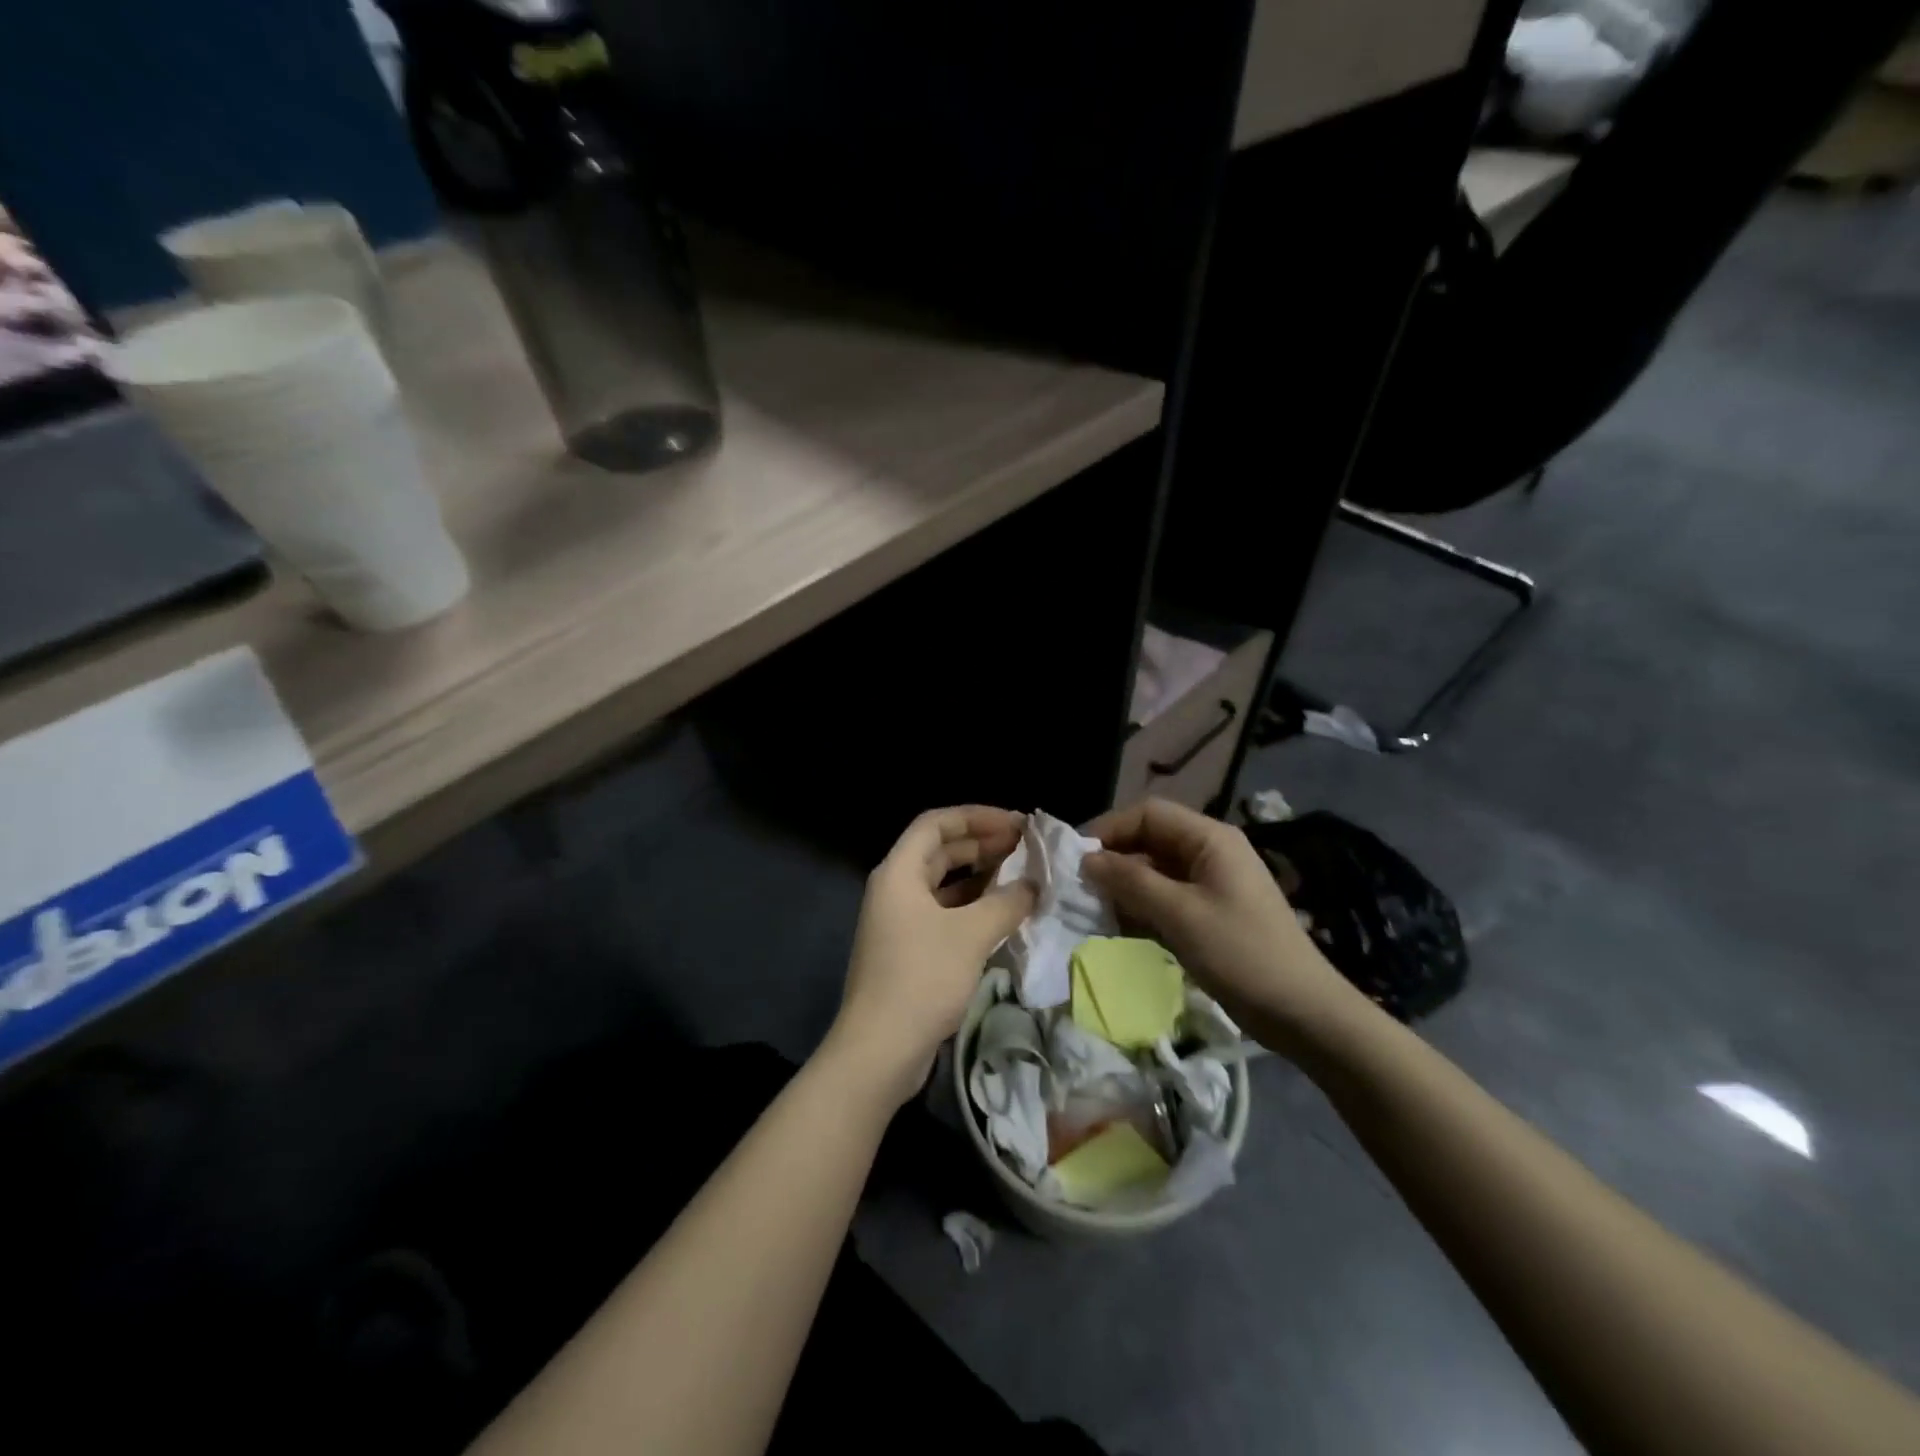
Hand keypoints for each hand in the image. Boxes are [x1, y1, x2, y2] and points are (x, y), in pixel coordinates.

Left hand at [825, 807, 1035, 1108]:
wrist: (879, 1050)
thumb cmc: (922, 978)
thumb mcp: (971, 935)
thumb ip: (1007, 903)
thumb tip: (1033, 885)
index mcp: (899, 872)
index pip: (936, 824)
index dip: (977, 817)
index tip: (1017, 824)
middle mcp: (895, 889)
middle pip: (939, 851)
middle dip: (982, 844)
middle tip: (1025, 847)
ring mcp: (900, 922)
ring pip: (944, 884)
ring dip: (980, 877)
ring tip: (1021, 876)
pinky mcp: (908, 951)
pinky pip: (944, 914)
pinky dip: (972, 908)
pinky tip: (1002, 914)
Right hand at [1083, 798, 1359, 1056]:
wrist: (1302, 1012)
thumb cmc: (1241, 953)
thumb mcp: (1179, 914)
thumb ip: (1130, 881)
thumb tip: (1087, 859)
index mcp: (1210, 839)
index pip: (1148, 814)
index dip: (1109, 829)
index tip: (1075, 858)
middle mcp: (1211, 852)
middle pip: (1150, 840)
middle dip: (1114, 860)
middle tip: (1079, 887)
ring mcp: (1213, 883)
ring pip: (1156, 871)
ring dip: (1125, 886)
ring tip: (1094, 910)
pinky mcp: (1211, 913)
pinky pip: (1167, 897)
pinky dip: (1142, 907)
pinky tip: (1120, 928)